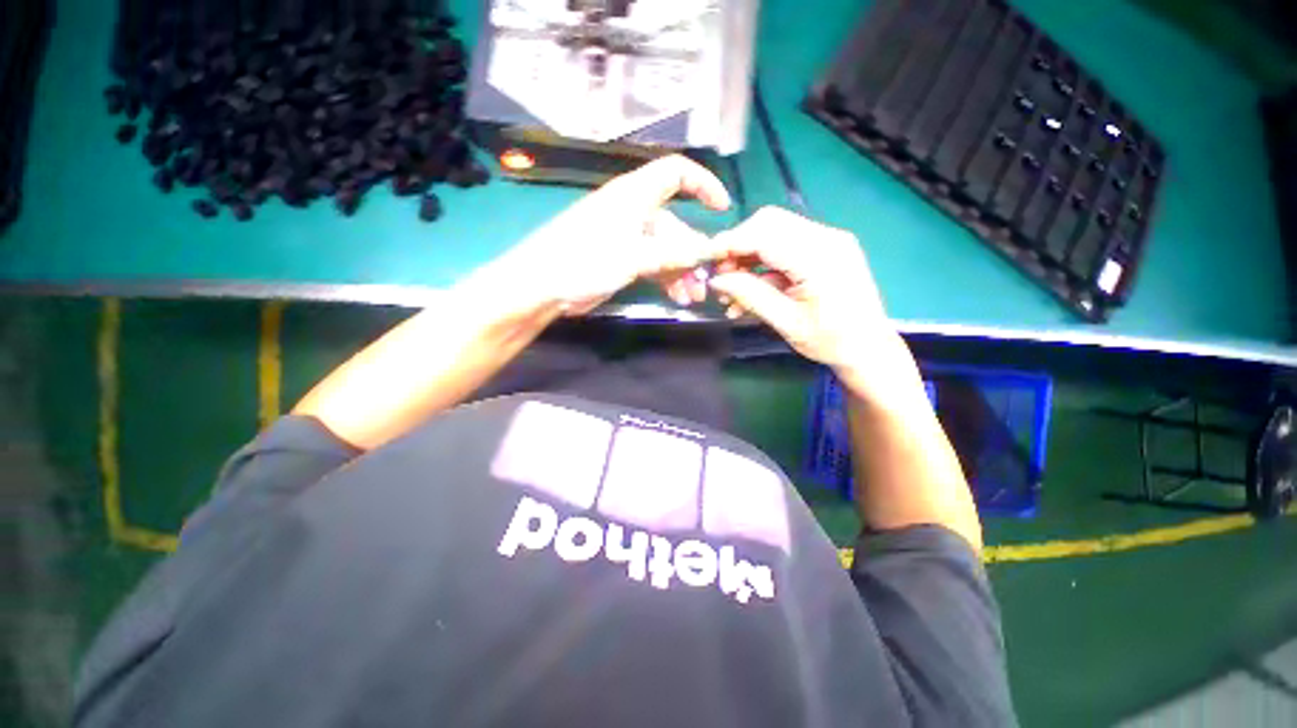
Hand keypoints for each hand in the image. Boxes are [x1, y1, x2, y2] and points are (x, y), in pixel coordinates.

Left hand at [478, 155, 731, 314]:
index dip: (703, 184)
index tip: (722, 209)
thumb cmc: (585, 260)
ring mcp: (627, 238)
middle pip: (675, 225)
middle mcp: (634, 212)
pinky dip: (667, 279)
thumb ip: (672, 253)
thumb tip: (708, 251)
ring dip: (682, 272)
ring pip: (666, 250)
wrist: (544, 285)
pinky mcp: (621, 259)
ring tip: (693, 297)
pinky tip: (677, 297)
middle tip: (706, 281)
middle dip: (693, 253)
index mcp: (635, 195)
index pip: (676, 173)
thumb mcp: (633, 256)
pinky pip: (653, 265)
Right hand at [707, 206, 910, 396]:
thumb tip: (716, 279)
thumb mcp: (786, 322)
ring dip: (749, 257)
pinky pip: (786, 247)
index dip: (731, 242)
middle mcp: (826, 238)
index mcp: (820, 257)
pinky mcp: (826, 249)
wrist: (870, 348)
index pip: (764, 234)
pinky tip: (751, 290)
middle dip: (738, 246)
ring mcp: (828, 240)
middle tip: (721, 276)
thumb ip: (750, 296)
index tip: (705, 257)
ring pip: (775, 233)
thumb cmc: (831, 341)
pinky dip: (764, 265)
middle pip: (769, 223)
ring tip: (732, 290)